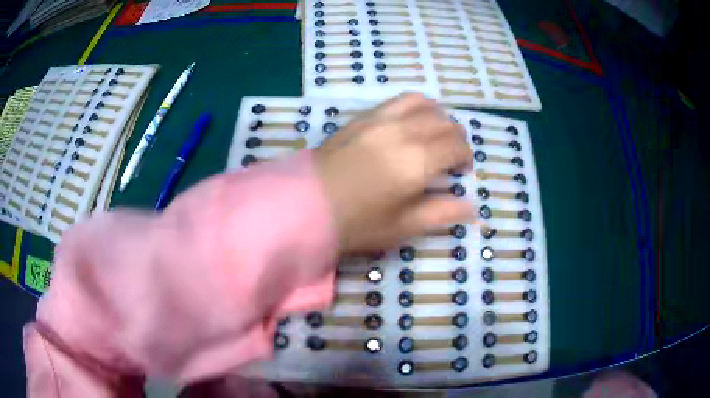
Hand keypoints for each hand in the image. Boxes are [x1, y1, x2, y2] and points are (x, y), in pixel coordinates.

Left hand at [314, 93, 474, 253]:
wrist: (306, 205)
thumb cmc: (357, 223)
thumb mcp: (403, 226)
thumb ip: (441, 213)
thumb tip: (471, 207)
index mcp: (417, 162)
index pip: (456, 146)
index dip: (465, 156)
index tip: (461, 169)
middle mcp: (403, 132)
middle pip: (444, 122)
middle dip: (455, 137)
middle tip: (450, 156)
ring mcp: (380, 119)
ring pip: (423, 103)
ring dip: (437, 116)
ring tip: (432, 134)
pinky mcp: (362, 117)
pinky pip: (397, 101)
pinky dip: (413, 107)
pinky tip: (408, 123)